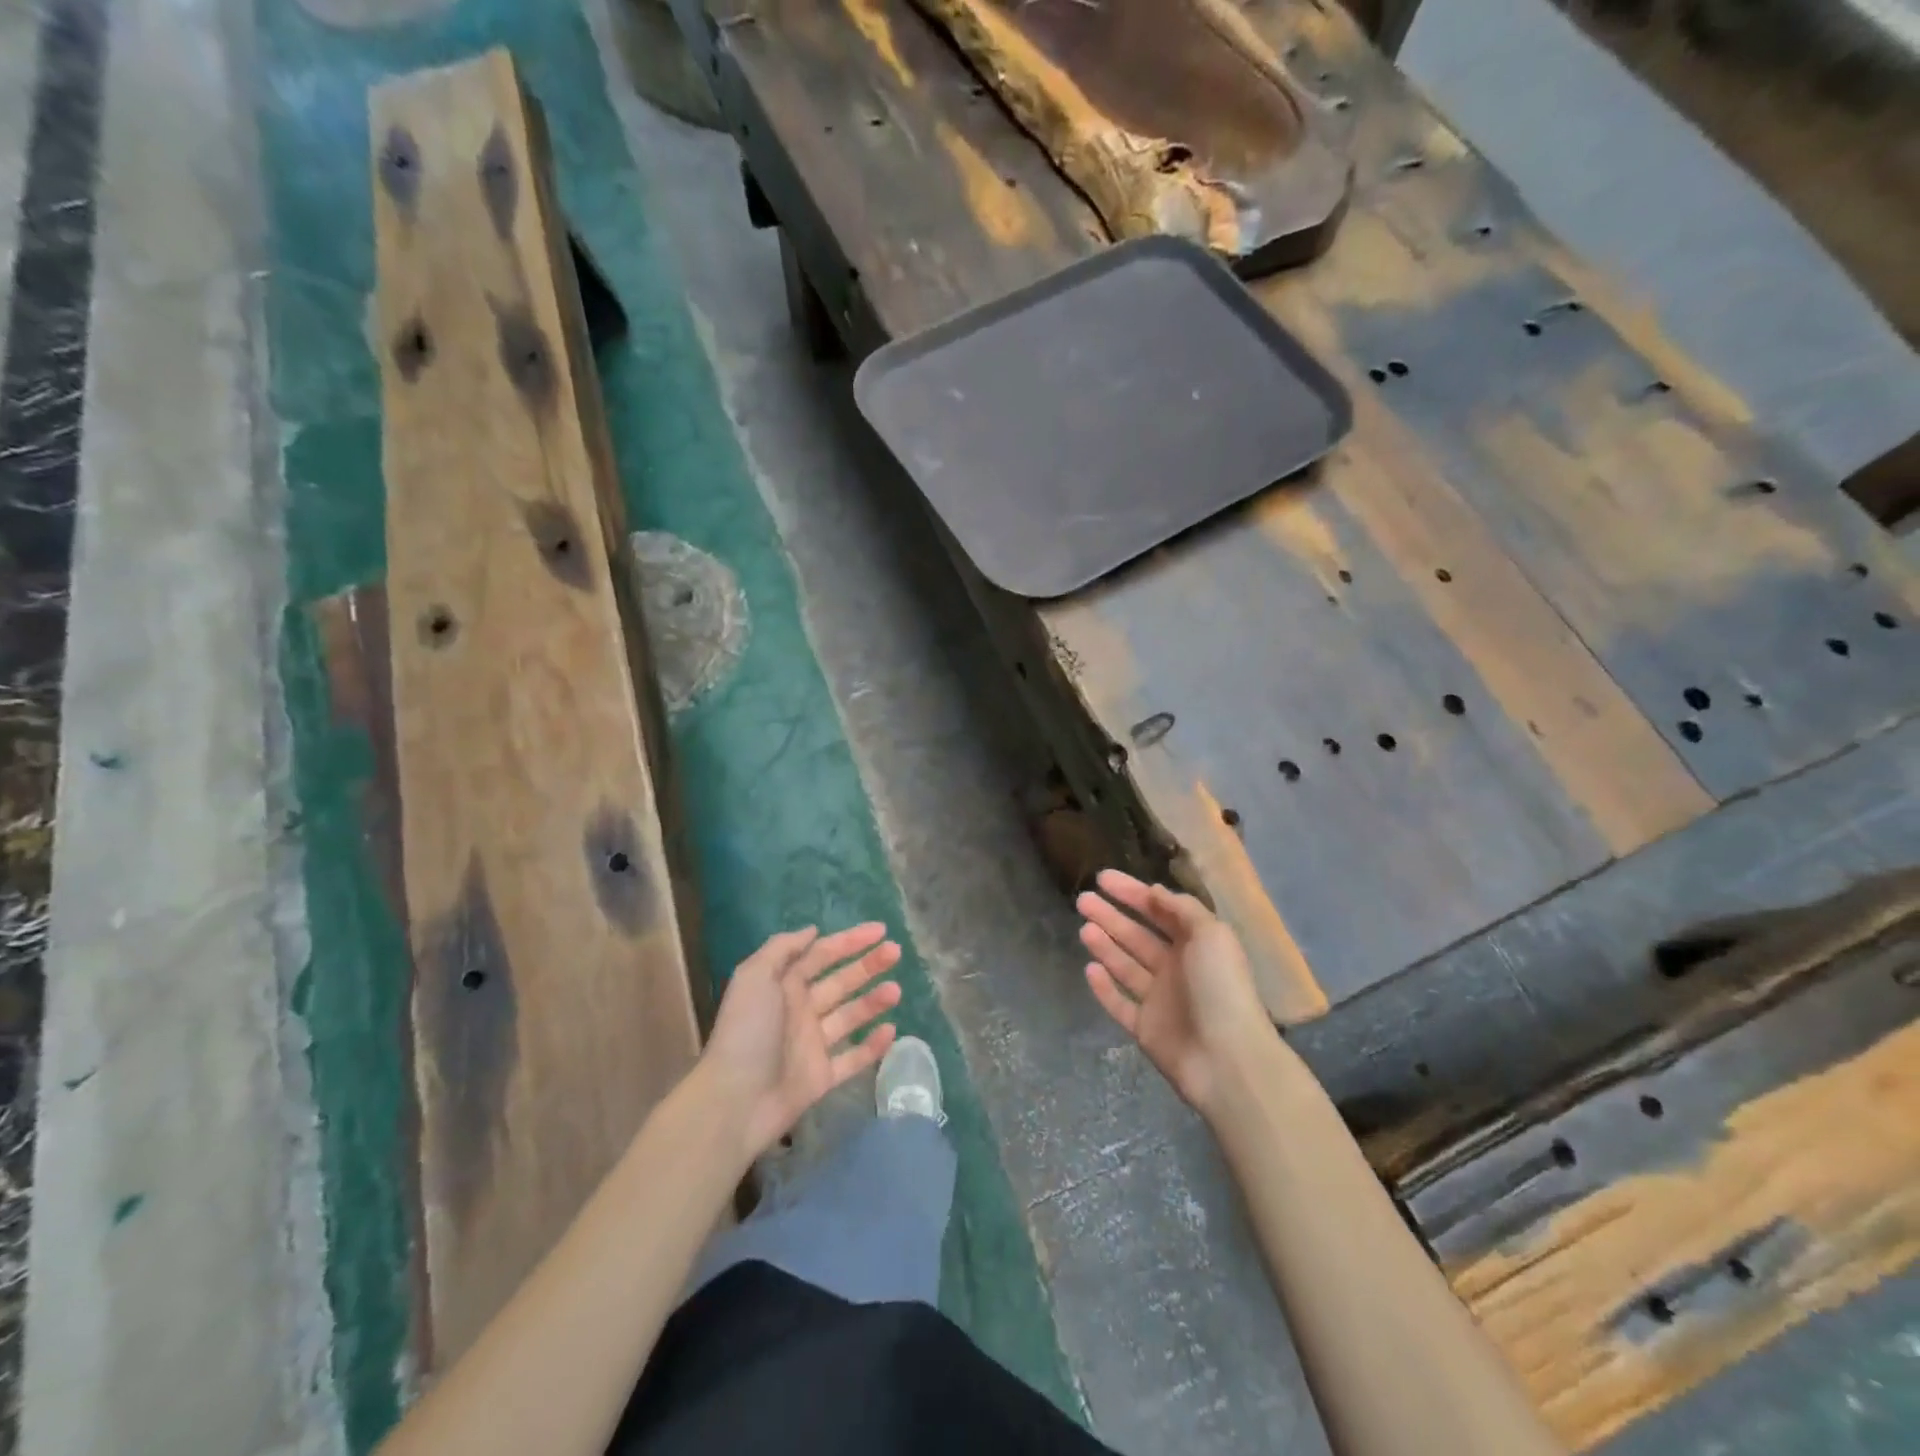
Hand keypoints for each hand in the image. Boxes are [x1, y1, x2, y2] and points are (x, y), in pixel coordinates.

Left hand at [700, 924, 902, 1160]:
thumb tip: (812, 931)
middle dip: (868, 965)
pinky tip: (891, 1030)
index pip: (822, 955)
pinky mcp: (821, 1077)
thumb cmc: (746, 1032)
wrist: (735, 1100)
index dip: (850, 941)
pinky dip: (873, 1046)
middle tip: (895, 952)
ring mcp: (812, 1045)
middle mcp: (800, 1011)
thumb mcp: (754, 977)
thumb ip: (782, 949)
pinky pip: (853, 1058)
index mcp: (784, 986)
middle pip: (841, 981)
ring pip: (850, 1016)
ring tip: (895, 991)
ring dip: (873, 1001)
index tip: (880, 930)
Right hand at [1076, 869, 1276, 1116]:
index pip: (1158, 910)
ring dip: (1105, 945)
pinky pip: (1119, 1003)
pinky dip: (1104, 987)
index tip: (1102, 878)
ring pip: (1125, 965)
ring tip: (1083, 928)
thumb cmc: (1221, 988)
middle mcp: (1177, 968)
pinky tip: (1089, 969)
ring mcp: (1160, 999)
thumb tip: (1154, 891)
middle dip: (1111, 916)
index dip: (1132, 892)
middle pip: (1137, 935)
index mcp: (1196, 944)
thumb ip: (1182, 908)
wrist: (1227, 1060)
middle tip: (1082, 899)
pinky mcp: (1145, 1028)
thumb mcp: (1211, 934)